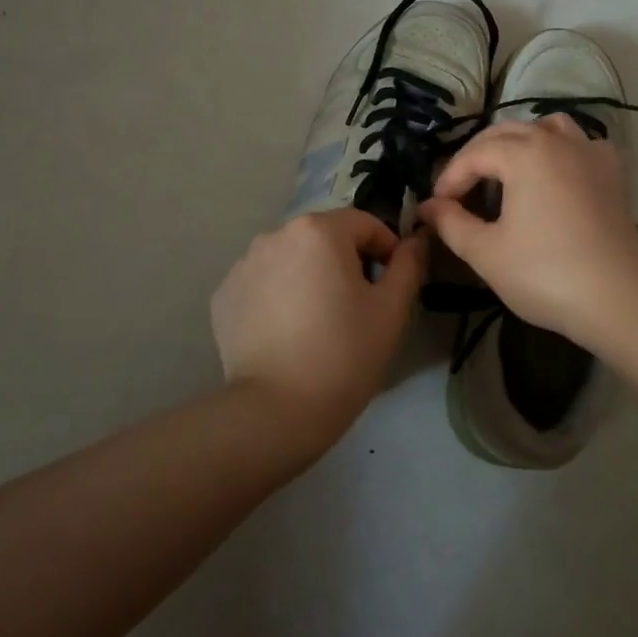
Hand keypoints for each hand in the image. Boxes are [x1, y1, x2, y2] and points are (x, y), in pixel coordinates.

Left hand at [210, 209, 426, 452]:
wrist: (276, 411)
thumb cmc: (344, 354)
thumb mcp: (391, 310)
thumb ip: (408, 265)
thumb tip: (414, 240)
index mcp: (319, 230)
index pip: (365, 225)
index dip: (385, 251)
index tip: (390, 286)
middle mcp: (276, 234)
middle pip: (324, 238)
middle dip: (344, 262)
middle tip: (355, 307)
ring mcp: (243, 263)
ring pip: (291, 258)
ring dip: (308, 276)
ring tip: (317, 320)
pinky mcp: (223, 294)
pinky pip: (262, 282)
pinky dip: (277, 296)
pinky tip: (285, 332)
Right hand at [417, 115, 637, 348]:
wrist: (621, 299)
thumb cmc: (546, 273)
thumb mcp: (486, 252)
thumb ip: (452, 223)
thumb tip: (428, 207)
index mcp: (524, 153)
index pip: (474, 154)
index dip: (450, 178)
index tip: (436, 207)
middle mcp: (557, 141)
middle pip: (507, 132)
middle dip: (477, 156)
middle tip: (460, 190)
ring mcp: (590, 153)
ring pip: (548, 127)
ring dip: (521, 142)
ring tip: (506, 170)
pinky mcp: (613, 174)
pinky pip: (581, 144)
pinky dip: (561, 150)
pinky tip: (556, 174)